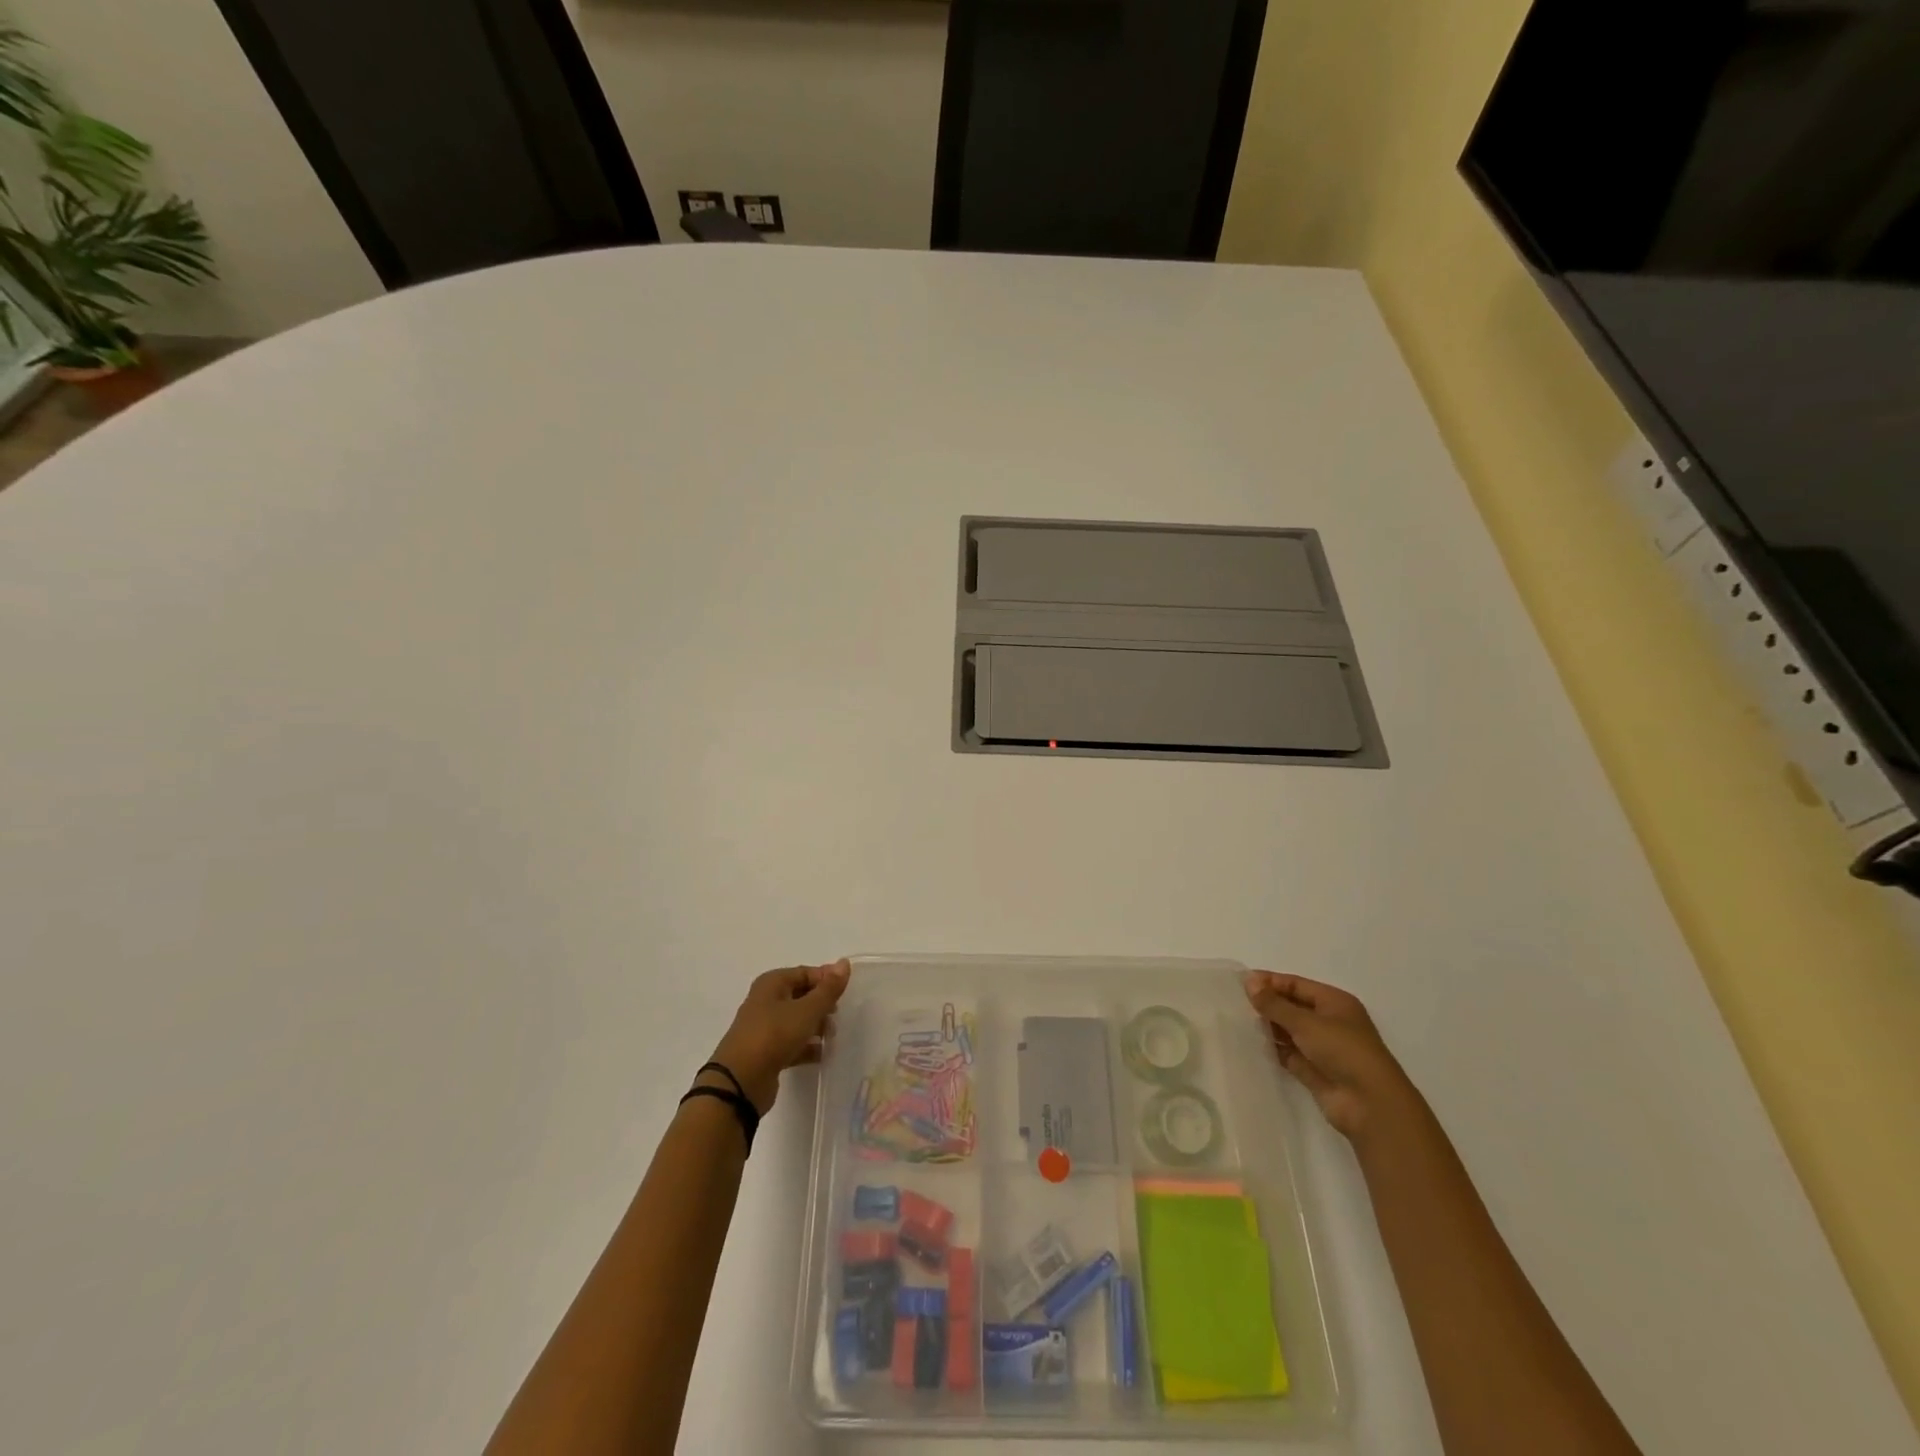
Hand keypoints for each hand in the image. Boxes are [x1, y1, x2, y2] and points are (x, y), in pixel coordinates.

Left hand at [707, 960, 850, 1113]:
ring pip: (797, 1020)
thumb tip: (844, 963)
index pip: (805, 972)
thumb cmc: (774, 1035)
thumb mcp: (807, 1010)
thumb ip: (828, 989)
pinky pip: (792, 1043)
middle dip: (822, 1004)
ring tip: (833, 1036)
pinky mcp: (766, 1052)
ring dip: (816, 1026)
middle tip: (839, 1015)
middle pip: (801, 996)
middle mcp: (766, 1001)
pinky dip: (806, 1046)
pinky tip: (822, 1054)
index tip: (846, 993)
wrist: (740, 1082)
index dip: (826, 980)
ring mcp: (764, 1027)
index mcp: (772, 983)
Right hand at [1244, 971, 1422, 1144]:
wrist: (1370, 1105)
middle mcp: (1329, 1022)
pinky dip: (1272, 1049)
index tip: (1239, 982)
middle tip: (1233, 1002)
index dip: (1269, 981)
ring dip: (1268, 1026)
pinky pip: (1288, 1053)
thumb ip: (1274, 1004)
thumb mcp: (1306, 1022)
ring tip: (1237, 1021)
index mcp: (1334, 1002)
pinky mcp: (1314, 1071)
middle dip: (1267, 1004)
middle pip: (1292, 1006)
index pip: (1295, 984)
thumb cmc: (1343, 1051)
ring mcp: (1322, 1048)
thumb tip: (1248, 981)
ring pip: (1288, 1030)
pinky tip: (1250, 1044)